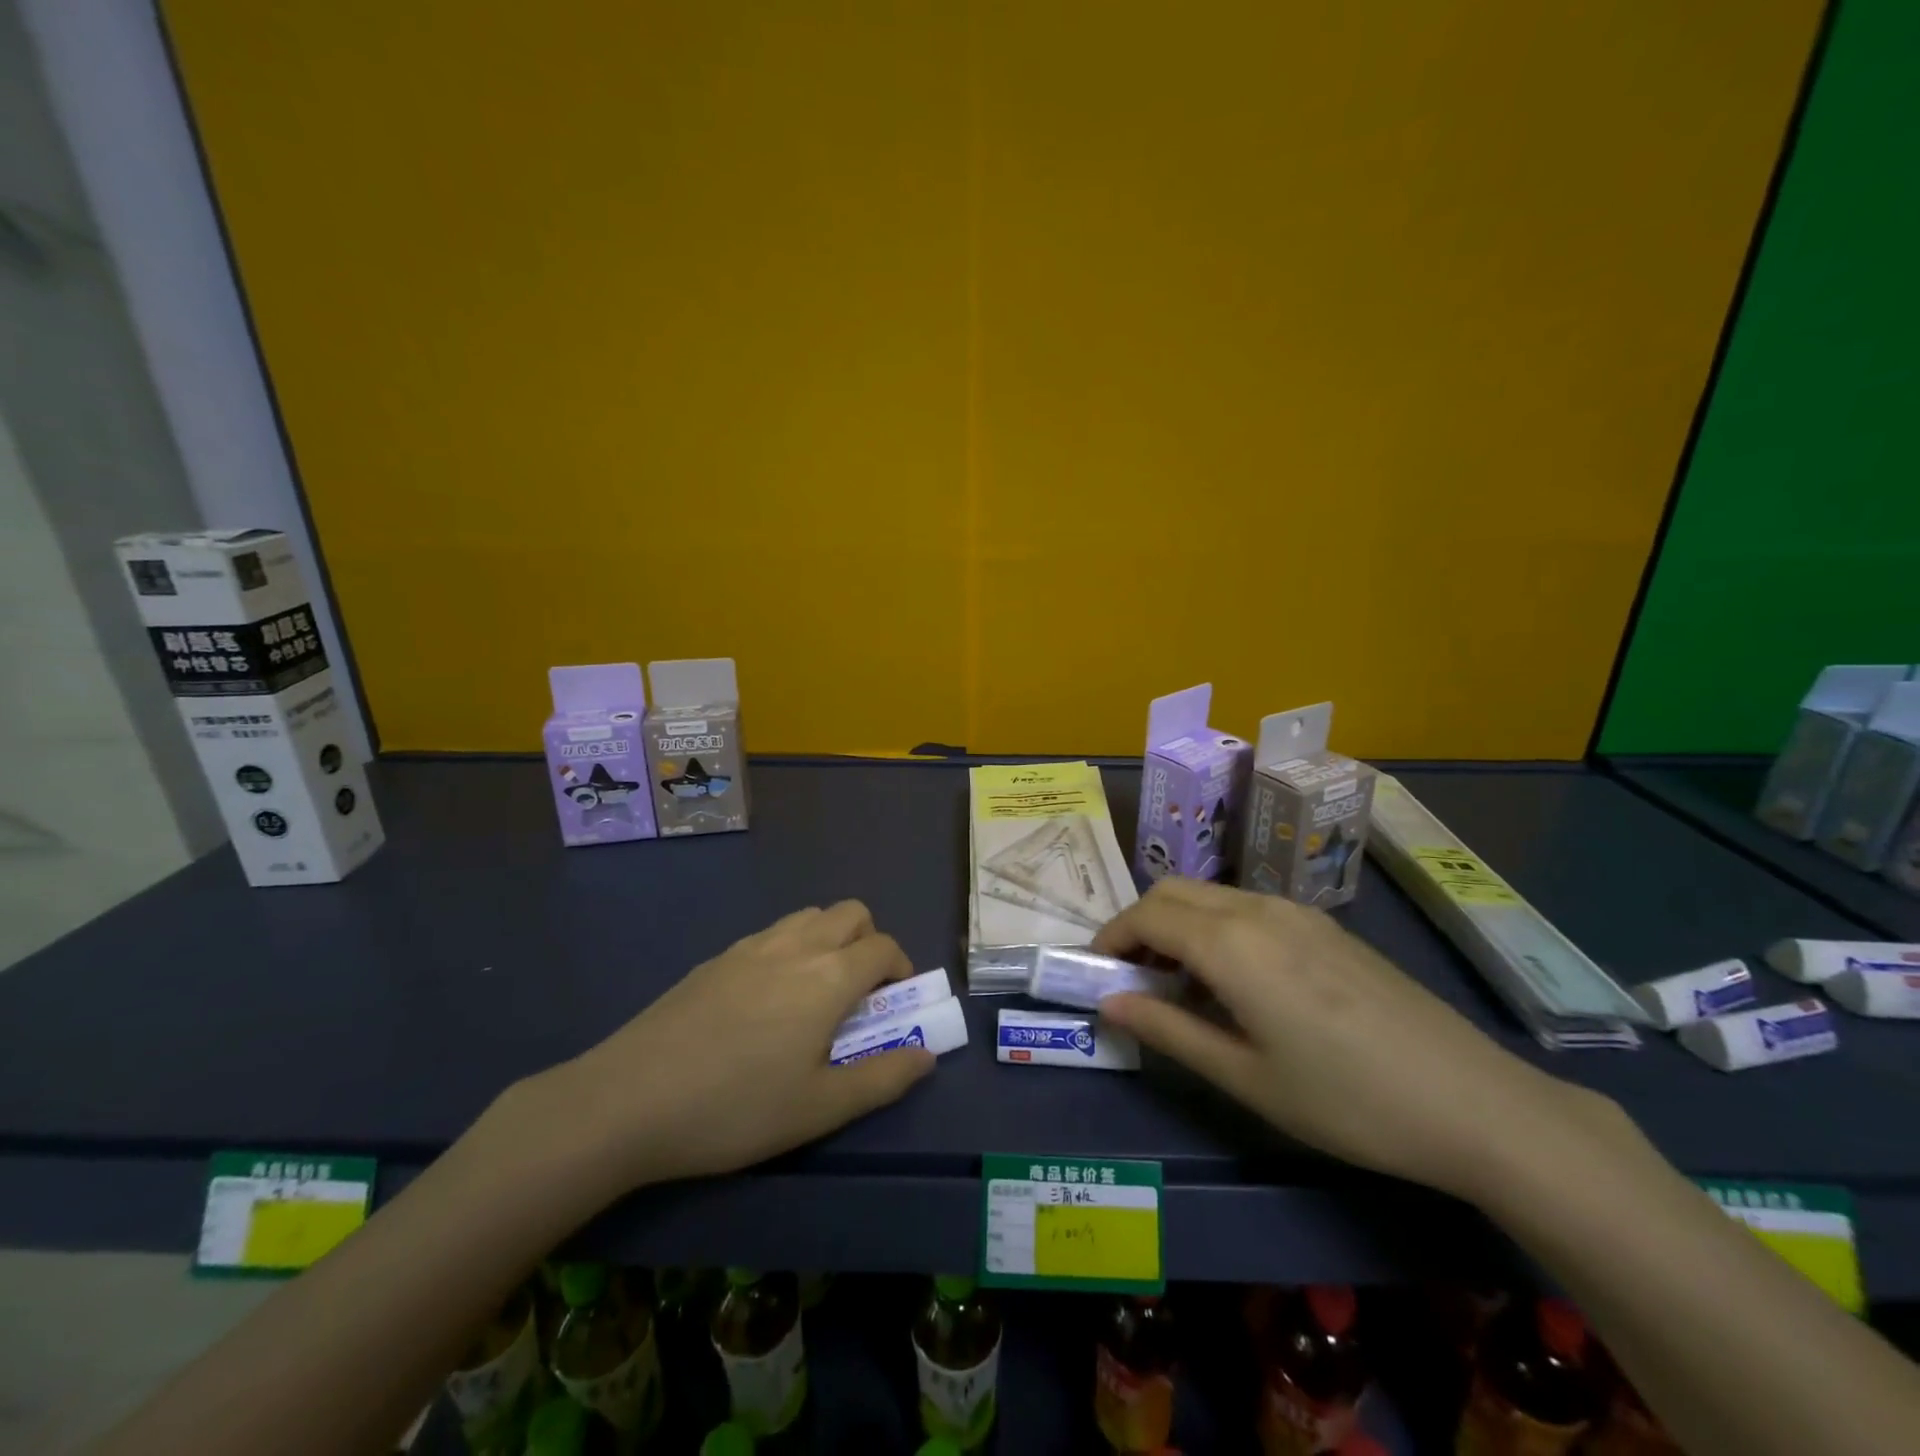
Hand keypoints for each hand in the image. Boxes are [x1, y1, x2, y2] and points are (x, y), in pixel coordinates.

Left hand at [535, 901, 934, 1189]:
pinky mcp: (715, 958)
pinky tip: (764, 1002)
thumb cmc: (735, 1108)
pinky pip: (771, 934)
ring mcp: (751, 946)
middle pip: (851, 913)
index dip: (901, 969)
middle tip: (858, 995)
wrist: (627, 1100)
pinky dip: (791, 949)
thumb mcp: (820, 1108)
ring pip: (809, 916)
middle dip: (869, 942)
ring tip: (814, 995)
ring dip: (829, 940)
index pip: (883, 947)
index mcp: (828, 976)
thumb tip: (927, 1056)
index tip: (895, 1005)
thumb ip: (883, 1078)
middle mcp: (795, 946)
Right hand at [1093, 879, 1620, 1200]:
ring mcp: (1296, 912)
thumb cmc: (1346, 1099)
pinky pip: (1246, 906)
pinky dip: (1214, 926)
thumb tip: (1108, 1003)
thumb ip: (1168, 1030)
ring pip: (1210, 894)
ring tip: (1179, 984)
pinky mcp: (1324, 925)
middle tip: (1133, 980)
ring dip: (1177, 923)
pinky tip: (1235, 980)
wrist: (1471, 1101)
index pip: (1146, 916)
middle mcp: (1257, 909)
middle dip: (1139, 925)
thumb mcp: (1245, 1076)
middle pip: (1172, 892)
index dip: (1111, 939)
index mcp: (1231, 942)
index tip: (1095, 973)